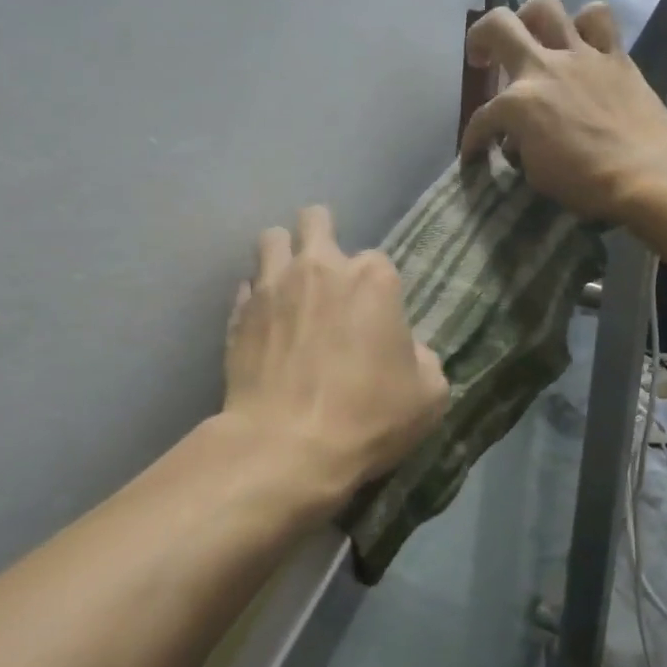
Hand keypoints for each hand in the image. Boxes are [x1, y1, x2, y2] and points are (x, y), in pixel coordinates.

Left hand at [224, 206, 449, 506]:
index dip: (377, 288)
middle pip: (315, 220)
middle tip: (325, 271)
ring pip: (271, 240)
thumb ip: (423, 359)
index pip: (378, 261)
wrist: (287, 446)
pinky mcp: (238, 313)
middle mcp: (319, 268)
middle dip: (321, 234)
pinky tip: (264, 323)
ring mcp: (272, 286)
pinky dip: (256, 298)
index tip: (375, 318)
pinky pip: (246, 288)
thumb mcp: (428, 395)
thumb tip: (408, 352)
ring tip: (289, 286)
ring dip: (282, 255)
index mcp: (372, 279)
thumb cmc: (367, 417)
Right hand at [460, 0, 666, 222]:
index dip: (473, 139)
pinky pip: (599, 19)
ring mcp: (580, 55)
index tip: (475, 155)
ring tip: (532, 38)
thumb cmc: (585, 182)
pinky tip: (581, 42)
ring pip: (546, 6)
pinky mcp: (614, 55)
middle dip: (480, 38)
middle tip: (483, 58)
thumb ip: (520, 147)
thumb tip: (519, 139)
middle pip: (498, 25)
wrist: (645, 172)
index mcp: (517, 103)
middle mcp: (542, 68)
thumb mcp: (536, 174)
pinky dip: (586, 24)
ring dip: (531, 18)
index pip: (482, 118)